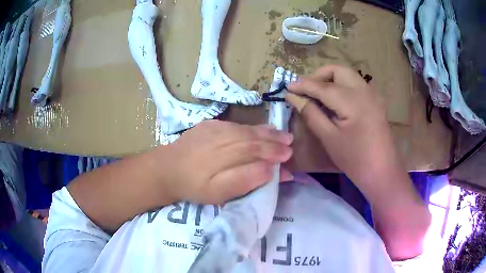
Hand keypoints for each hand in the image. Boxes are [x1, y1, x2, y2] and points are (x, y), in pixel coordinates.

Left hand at [163, 120, 293, 204]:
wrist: (167, 168)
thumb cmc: (192, 186)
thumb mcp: (216, 193)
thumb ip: (242, 181)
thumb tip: (268, 170)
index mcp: (222, 157)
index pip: (254, 152)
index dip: (273, 154)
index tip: (289, 157)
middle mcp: (221, 138)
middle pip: (252, 138)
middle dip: (274, 141)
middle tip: (290, 142)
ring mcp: (214, 129)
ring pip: (246, 129)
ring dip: (266, 132)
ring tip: (282, 135)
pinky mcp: (209, 124)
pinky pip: (236, 125)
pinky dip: (252, 127)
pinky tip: (261, 129)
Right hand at [286, 65, 396, 181]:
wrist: (382, 171)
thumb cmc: (355, 159)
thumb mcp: (329, 138)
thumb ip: (310, 113)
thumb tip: (293, 97)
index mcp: (352, 101)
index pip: (322, 86)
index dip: (303, 85)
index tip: (287, 87)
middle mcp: (364, 90)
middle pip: (338, 71)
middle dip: (319, 76)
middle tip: (306, 90)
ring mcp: (372, 94)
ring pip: (347, 74)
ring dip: (330, 79)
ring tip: (318, 94)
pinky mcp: (375, 100)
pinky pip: (355, 84)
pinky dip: (341, 85)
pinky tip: (335, 101)